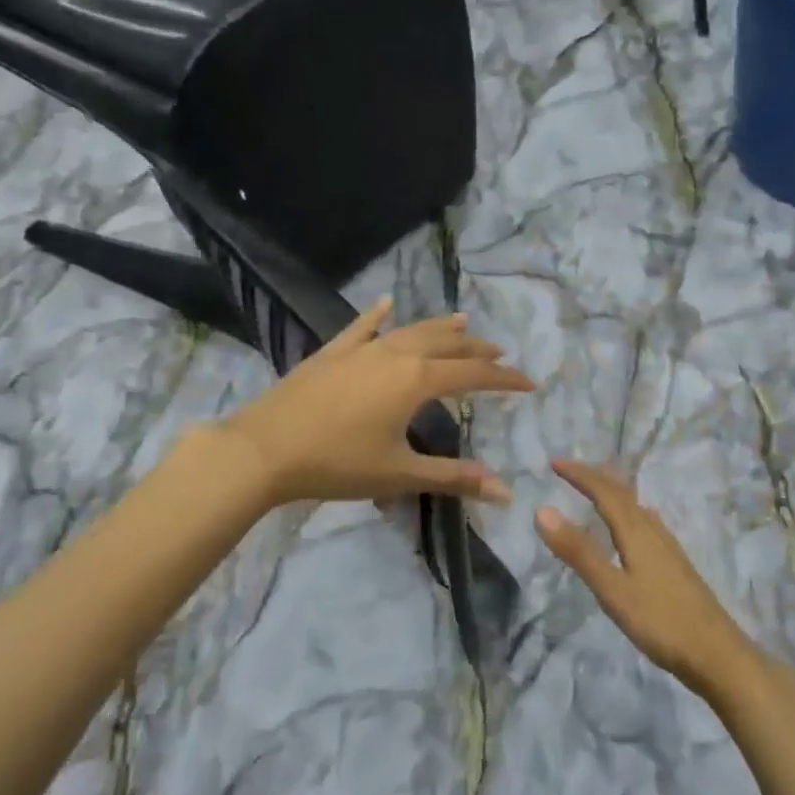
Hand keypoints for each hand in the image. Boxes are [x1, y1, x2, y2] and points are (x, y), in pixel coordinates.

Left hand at [218, 297, 534, 506]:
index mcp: (416, 381)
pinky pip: (361, 327)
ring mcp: (361, 349)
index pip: (473, 376)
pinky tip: (386, 303)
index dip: (504, 379)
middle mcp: (395, 354)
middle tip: (498, 353)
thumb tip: (506, 491)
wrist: (265, 449)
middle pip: (446, 345)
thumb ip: (453, 477)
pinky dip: (378, 316)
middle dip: (476, 349)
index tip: (529, 382)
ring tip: (462, 322)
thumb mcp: (399, 474)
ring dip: (439, 328)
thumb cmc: (337, 464)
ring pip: (410, 330)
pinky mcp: (332, 352)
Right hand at [537, 460, 758, 697]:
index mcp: (637, 532)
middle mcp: (653, 531)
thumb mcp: (612, 590)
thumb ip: (579, 552)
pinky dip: (629, 511)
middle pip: (623, 494)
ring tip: (596, 489)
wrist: (718, 654)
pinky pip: (647, 523)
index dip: (580, 475)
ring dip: (613, 492)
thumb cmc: (661, 622)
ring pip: (637, 507)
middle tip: (568, 469)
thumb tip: (542, 510)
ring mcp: (668, 548)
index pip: (605, 492)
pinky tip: (634, 526)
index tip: (554, 463)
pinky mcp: (676, 564)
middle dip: (595, 477)